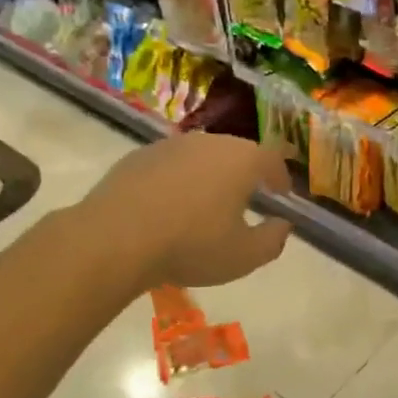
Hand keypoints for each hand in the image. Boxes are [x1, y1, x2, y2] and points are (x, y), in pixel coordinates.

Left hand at [79, 133, 293, 290]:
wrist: (115, 239)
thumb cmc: (191, 245)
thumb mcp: (245, 256)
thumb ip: (274, 239)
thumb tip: (282, 225)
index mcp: (241, 160)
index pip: (272, 159)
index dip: (280, 177)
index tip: (281, 194)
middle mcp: (208, 142)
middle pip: (236, 153)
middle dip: (246, 174)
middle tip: (247, 199)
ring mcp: (169, 145)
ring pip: (201, 157)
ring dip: (210, 176)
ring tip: (206, 204)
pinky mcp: (138, 157)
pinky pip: (170, 166)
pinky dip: (178, 181)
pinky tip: (169, 207)